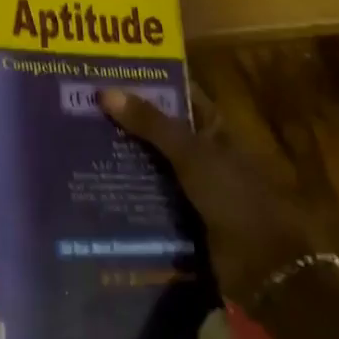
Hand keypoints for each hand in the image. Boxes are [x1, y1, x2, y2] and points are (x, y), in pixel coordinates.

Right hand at [100, 87, 320, 305]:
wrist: (263, 268)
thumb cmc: (234, 197)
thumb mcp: (191, 154)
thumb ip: (151, 123)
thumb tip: (105, 91)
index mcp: (211, 126)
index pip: (176, 92)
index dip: (146, 80)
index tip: (105, 71)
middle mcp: (200, 150)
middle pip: (157, 127)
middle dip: (124, 119)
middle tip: (78, 106)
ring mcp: (189, 184)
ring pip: (148, 161)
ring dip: (120, 156)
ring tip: (75, 142)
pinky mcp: (179, 217)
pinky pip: (146, 196)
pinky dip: (124, 191)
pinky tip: (91, 185)